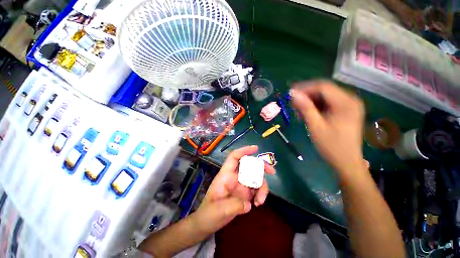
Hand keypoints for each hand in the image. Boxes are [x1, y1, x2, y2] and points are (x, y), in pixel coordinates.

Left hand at [191, 145, 274, 234]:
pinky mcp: (246, 193)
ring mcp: (241, 185)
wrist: (208, 222)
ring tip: (260, 201)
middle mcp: (235, 177)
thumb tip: (249, 203)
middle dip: (261, 166)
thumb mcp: (218, 210)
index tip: (256, 148)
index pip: (234, 157)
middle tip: (272, 171)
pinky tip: (258, 203)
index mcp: (226, 175)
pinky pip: (257, 188)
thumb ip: (233, 206)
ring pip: (256, 178)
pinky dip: (261, 194)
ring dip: (262, 186)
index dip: (244, 151)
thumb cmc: (209, 213)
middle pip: (249, 165)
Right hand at [290, 80, 364, 176]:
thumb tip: (293, 93)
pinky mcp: (346, 110)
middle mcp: (350, 100)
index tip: (290, 94)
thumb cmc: (331, 146)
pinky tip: (308, 114)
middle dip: (306, 95)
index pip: (323, 87)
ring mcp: (349, 105)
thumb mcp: (315, 126)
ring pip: (325, 96)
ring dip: (310, 101)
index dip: (305, 88)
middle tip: (293, 104)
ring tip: (298, 111)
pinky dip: (316, 106)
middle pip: (324, 90)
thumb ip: (305, 108)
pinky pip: (328, 103)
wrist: (346, 161)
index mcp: (346, 103)